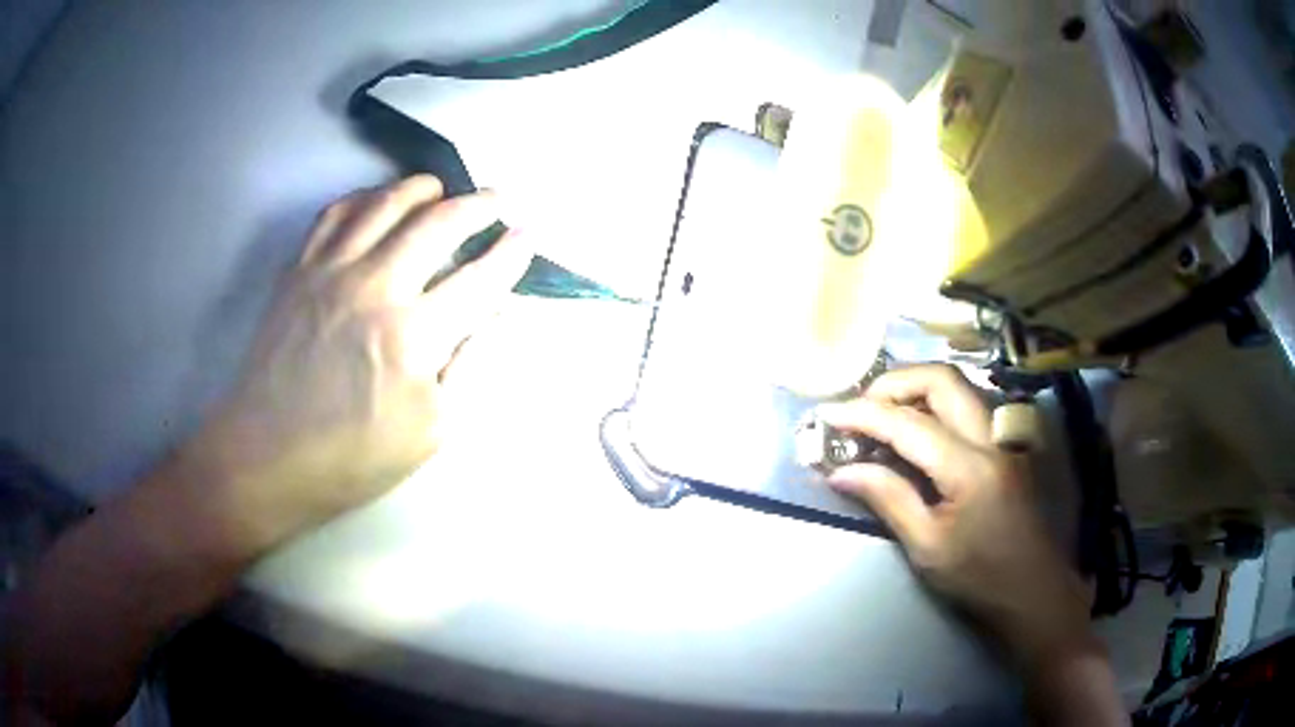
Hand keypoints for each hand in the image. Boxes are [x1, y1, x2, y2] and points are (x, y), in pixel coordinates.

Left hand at [171, 175, 529, 551]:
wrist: (268, 457)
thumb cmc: (353, 456)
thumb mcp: (431, 431)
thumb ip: (471, 365)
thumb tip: (500, 313)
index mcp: (413, 336)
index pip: (479, 279)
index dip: (512, 252)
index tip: (531, 233)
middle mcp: (375, 287)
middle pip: (438, 223)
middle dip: (479, 205)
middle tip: (498, 200)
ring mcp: (331, 271)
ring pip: (386, 203)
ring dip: (424, 188)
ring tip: (442, 189)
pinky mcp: (298, 270)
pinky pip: (336, 213)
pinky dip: (364, 197)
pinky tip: (377, 202)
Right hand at [818, 365, 1091, 666]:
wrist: (1034, 590)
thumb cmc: (979, 577)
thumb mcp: (927, 548)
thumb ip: (889, 499)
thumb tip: (841, 471)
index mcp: (969, 467)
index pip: (908, 424)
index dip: (863, 415)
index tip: (827, 414)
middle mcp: (991, 438)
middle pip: (942, 379)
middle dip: (896, 382)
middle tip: (861, 406)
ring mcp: (1004, 438)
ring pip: (960, 386)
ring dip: (917, 388)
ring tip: (884, 414)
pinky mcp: (1007, 446)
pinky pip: (968, 407)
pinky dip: (936, 405)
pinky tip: (919, 431)